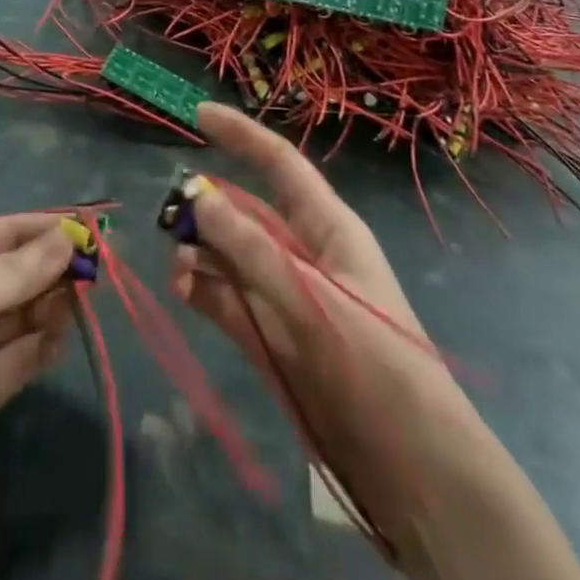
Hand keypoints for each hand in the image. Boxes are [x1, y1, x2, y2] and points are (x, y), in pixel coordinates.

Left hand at [0, 215, 74, 579]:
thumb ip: (8, 275)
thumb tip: (67, 238)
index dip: (42, 229)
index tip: (91, 227)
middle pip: (13, 274)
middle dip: (52, 268)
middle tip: (98, 269)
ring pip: (20, 317)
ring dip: (51, 306)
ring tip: (85, 302)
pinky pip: (16, 362)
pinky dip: (41, 348)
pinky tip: (63, 338)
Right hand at [169, 104, 484, 558]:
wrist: (409, 465)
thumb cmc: (373, 361)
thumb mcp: (310, 296)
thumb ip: (250, 247)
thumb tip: (197, 193)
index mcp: (327, 226)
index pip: (279, 164)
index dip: (241, 135)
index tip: (197, 114)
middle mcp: (302, 252)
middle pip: (245, 210)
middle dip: (207, 204)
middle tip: (169, 213)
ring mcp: (283, 294)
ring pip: (229, 254)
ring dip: (200, 252)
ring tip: (178, 264)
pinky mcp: (269, 335)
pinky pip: (225, 298)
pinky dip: (202, 290)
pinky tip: (183, 289)